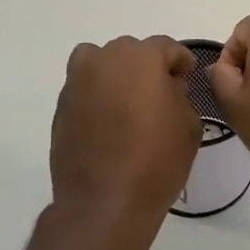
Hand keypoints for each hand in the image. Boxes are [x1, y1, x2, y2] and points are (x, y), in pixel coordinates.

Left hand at [50, 36, 200, 235]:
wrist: (104, 201)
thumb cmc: (156, 160)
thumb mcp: (188, 125)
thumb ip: (180, 95)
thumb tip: (167, 88)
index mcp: (140, 58)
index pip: (165, 47)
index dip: (180, 61)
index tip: (187, 76)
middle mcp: (104, 60)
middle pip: (130, 52)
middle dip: (147, 67)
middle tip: (161, 92)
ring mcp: (77, 82)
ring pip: (100, 64)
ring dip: (117, 76)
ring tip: (129, 103)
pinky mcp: (61, 107)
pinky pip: (85, 89)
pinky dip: (98, 97)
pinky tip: (110, 123)